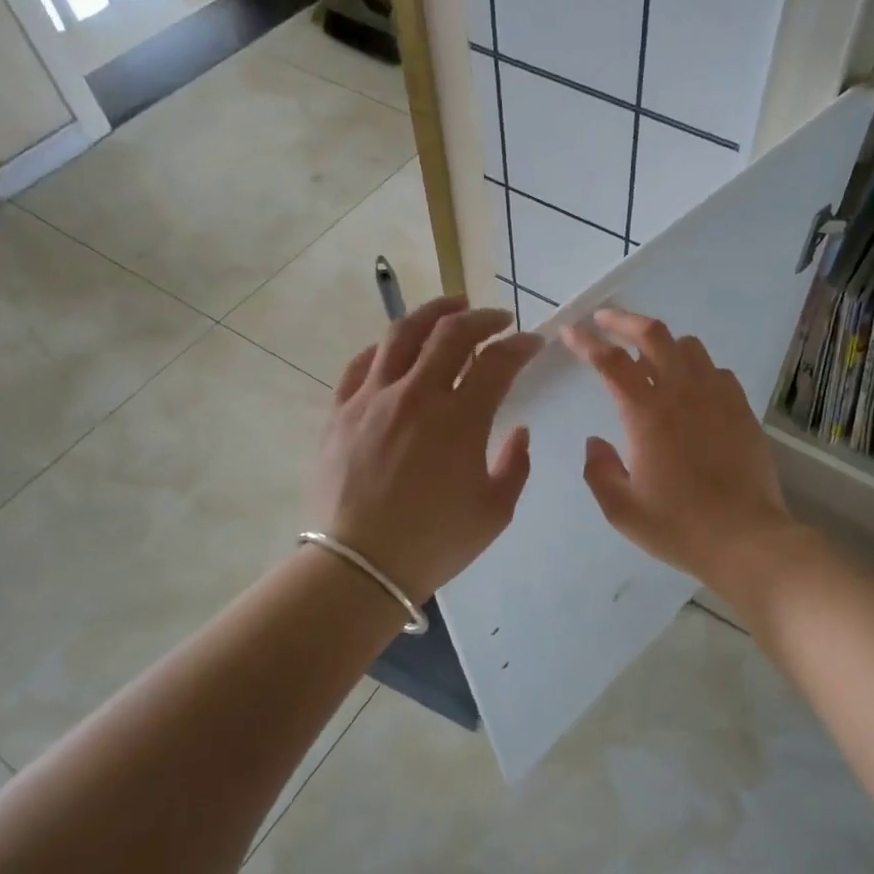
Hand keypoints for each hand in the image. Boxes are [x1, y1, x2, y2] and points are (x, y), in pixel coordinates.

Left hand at [310, 296, 542, 601]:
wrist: (358, 566)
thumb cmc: (434, 543)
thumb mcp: (494, 511)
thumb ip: (515, 465)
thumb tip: (519, 431)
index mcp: (460, 418)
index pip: (497, 361)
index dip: (520, 345)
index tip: (534, 342)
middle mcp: (416, 394)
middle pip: (450, 333)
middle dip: (482, 317)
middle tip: (498, 318)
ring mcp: (372, 398)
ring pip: (401, 334)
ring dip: (432, 312)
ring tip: (450, 307)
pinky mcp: (339, 411)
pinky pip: (360, 363)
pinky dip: (384, 347)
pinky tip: (395, 348)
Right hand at [562, 308, 801, 599]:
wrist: (745, 538)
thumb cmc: (677, 525)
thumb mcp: (622, 509)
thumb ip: (599, 470)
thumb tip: (595, 442)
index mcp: (646, 413)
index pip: (610, 362)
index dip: (585, 342)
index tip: (569, 331)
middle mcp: (682, 393)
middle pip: (653, 334)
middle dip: (624, 319)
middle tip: (605, 318)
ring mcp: (717, 397)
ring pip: (688, 347)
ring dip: (663, 343)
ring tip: (649, 355)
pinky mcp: (741, 409)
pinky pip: (716, 371)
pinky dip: (696, 368)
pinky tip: (691, 387)